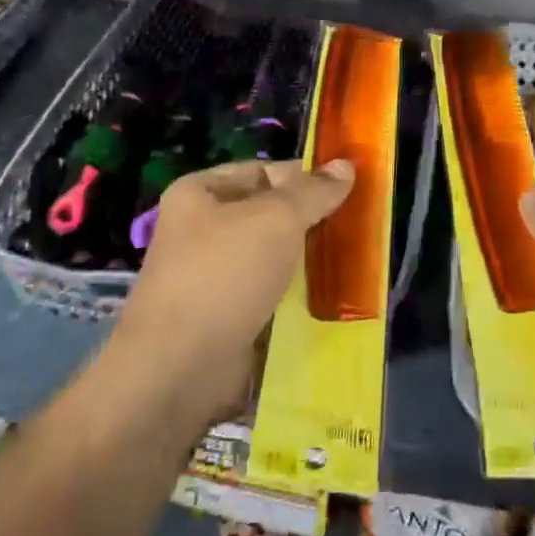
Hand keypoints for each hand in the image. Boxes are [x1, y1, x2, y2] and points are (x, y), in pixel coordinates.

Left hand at [112, 158, 353, 420]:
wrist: (179, 370)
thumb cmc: (223, 275)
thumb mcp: (276, 219)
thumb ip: (313, 191)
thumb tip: (346, 165)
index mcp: (198, 193)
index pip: (261, 171)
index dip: (302, 176)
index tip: (345, 190)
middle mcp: (201, 230)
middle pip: (268, 214)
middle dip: (309, 220)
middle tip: (355, 226)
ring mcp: (212, 277)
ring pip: (272, 257)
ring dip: (307, 260)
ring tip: (352, 261)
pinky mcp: (225, 318)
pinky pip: (269, 295)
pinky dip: (296, 296)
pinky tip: (332, 298)